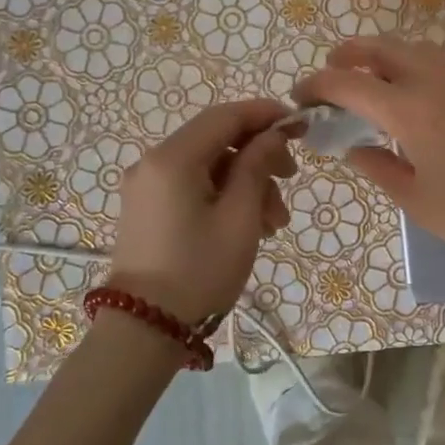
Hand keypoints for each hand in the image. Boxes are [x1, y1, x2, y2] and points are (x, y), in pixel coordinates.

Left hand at [106, 99, 297, 327]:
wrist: (144, 329)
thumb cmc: (199, 271)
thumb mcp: (240, 217)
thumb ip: (257, 166)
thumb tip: (271, 135)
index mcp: (172, 158)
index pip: (225, 116)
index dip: (265, 114)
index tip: (300, 124)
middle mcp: (153, 162)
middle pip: (216, 140)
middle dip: (258, 156)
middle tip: (291, 179)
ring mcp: (147, 186)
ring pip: (208, 166)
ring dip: (246, 183)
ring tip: (274, 222)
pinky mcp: (148, 208)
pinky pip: (192, 186)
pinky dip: (223, 196)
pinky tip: (249, 226)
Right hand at [295, 38, 444, 269]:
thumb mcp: (418, 202)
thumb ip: (379, 168)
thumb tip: (354, 148)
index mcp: (410, 112)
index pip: (350, 83)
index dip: (318, 85)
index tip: (302, 97)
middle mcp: (434, 82)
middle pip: (381, 47)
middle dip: (348, 54)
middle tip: (331, 73)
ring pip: (413, 47)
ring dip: (382, 53)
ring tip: (369, 77)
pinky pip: (439, 60)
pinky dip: (412, 62)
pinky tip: (414, 91)